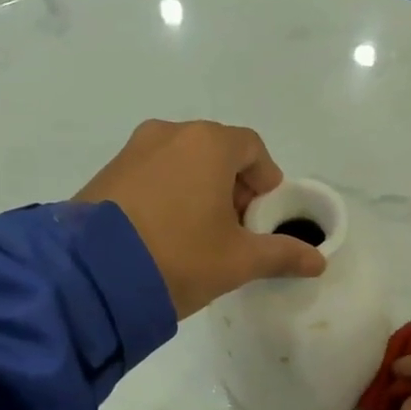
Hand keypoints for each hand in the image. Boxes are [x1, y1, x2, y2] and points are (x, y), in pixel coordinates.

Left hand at [74, 119, 325, 318]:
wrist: (90, 276)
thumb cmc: (180, 257)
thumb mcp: (238, 261)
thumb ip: (282, 254)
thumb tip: (319, 262)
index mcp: (208, 143)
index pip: (252, 148)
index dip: (265, 181)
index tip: (260, 217)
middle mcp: (169, 133)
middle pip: (216, 152)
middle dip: (232, 186)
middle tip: (232, 229)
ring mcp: (132, 150)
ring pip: (181, 162)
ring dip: (198, 190)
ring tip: (196, 235)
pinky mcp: (106, 172)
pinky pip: (151, 173)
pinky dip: (166, 194)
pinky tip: (162, 234)